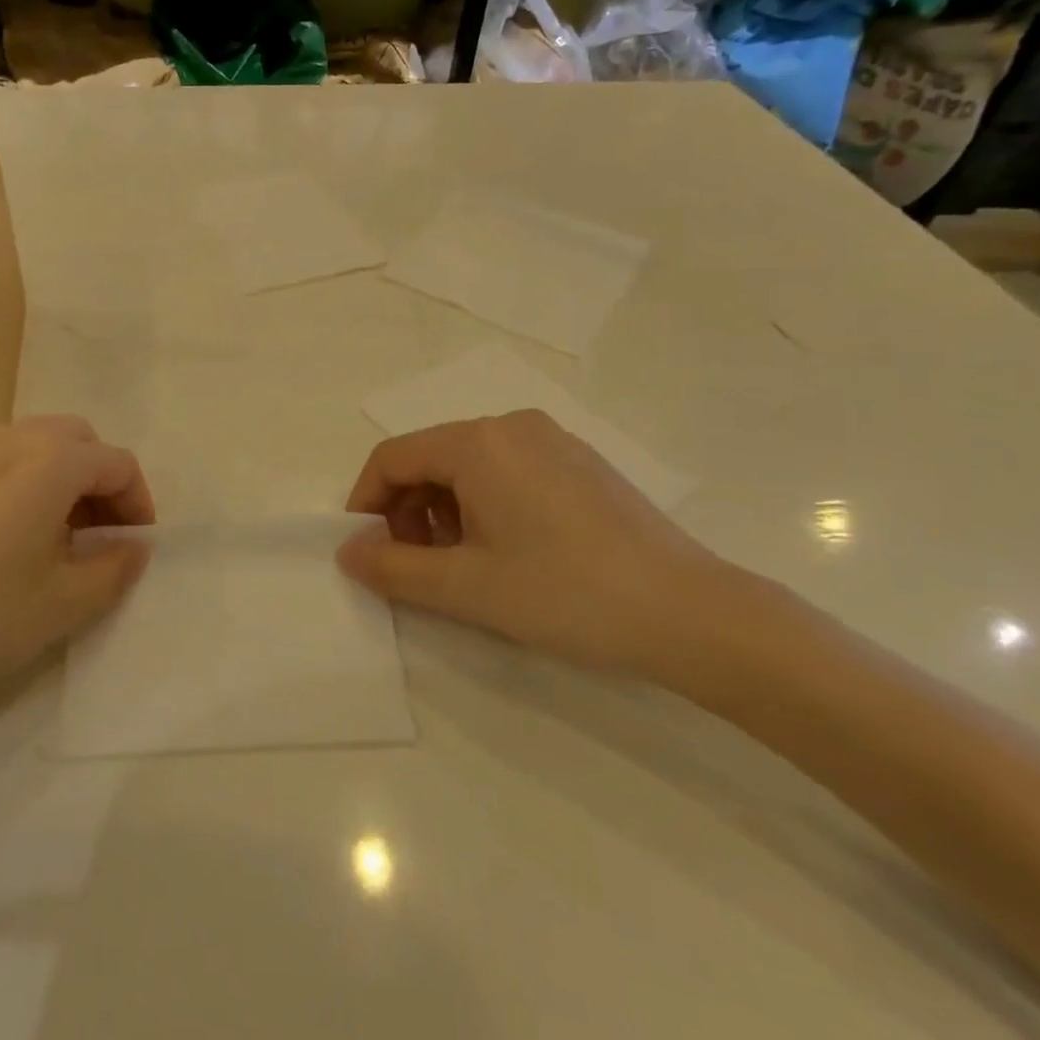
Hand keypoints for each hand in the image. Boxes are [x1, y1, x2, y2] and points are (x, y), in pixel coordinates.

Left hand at [0, 416, 154, 742]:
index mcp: (46, 462)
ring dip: (58, 478)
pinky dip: (16, 482)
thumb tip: (134, 546)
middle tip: (98, 535)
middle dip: (99, 481)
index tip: (135, 543)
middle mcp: (3, 439)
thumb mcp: (61, 606)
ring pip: (30, 444)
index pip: (114, 462)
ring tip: (50, 538)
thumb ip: (114, 569)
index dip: (137, 501)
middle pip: (74, 440)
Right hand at [338, 410, 741, 680]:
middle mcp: (512, 425)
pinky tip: (507, 551)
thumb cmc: (566, 593)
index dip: (367, 502)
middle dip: (408, 509)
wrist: (691, 614)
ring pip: (469, 465)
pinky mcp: (580, 463)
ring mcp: (552, 440)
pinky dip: (484, 504)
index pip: (393, 457)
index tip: (366, 550)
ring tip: (462, 564)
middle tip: (417, 566)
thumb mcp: (466, 587)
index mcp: (478, 442)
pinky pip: (508, 470)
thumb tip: (348, 553)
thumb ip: (394, 568)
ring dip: (445, 510)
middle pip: (431, 457)